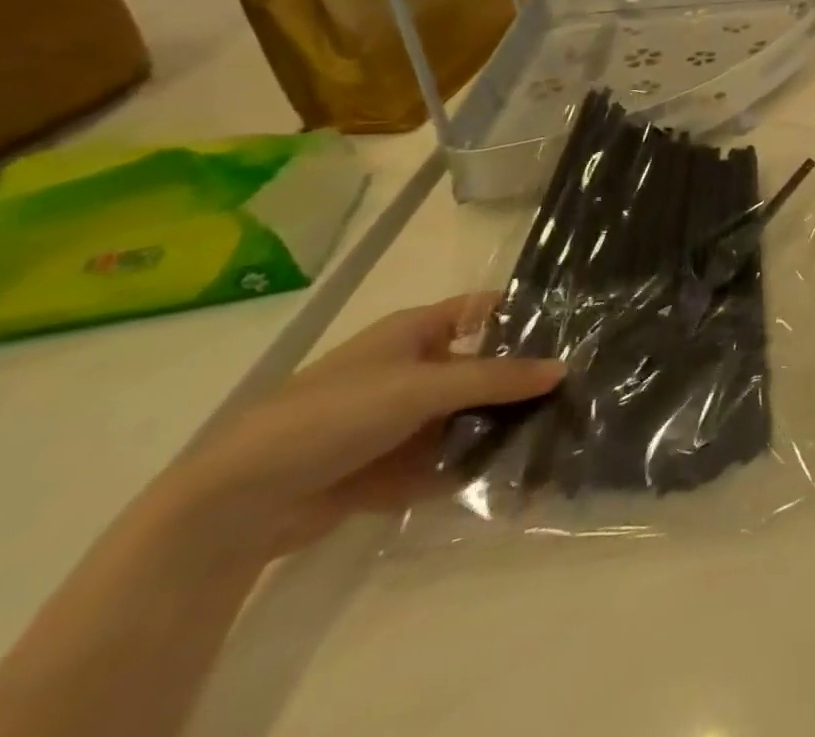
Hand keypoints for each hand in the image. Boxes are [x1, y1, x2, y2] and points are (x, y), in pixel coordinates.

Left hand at [149, 297, 563, 562]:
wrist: (238, 503)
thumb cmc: (336, 414)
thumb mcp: (424, 386)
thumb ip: (495, 378)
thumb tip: (563, 368)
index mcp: (415, 332)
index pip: (483, 310)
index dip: (524, 314)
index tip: (575, 327)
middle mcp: (411, 370)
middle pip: (480, 369)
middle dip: (520, 383)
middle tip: (576, 391)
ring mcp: (398, 422)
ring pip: (464, 419)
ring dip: (498, 431)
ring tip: (553, 441)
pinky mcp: (386, 469)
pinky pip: (441, 463)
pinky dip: (468, 470)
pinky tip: (510, 480)